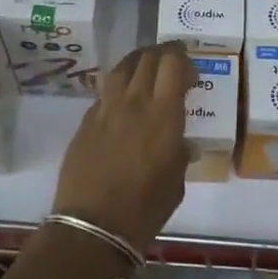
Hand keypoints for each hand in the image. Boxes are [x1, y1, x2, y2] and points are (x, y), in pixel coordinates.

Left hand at [53, 42, 193, 250]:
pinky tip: (122, 97)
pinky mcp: (86, 122)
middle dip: (163, 53)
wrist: (93, 224)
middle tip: (172, 59)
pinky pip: (104, 92)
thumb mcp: (176, 181)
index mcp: (164, 115)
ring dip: (137, 61)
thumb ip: (179, 154)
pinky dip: (117, 86)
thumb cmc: (145, 208)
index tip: (191, 69)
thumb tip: (181, 144)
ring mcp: (106, 109)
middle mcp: (134, 103)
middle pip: (147, 59)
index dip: (183, 59)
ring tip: (145, 66)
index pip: (173, 65)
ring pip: (121, 68)